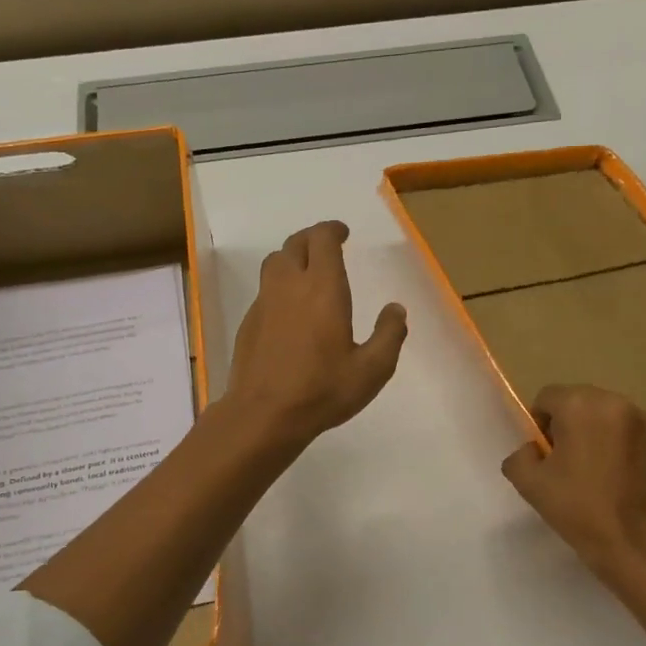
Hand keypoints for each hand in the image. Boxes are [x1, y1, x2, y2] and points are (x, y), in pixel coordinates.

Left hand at [225, 220, 407, 448]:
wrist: (263, 414)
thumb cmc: (322, 390)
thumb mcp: (372, 369)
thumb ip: (389, 335)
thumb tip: (396, 309)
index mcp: (322, 288)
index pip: (322, 239)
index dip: (332, 230)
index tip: (343, 234)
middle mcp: (289, 286)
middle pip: (295, 244)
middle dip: (312, 239)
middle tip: (328, 247)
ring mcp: (264, 303)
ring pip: (274, 263)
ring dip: (292, 258)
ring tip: (307, 272)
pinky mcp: (249, 322)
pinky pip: (265, 290)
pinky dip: (279, 286)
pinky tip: (289, 310)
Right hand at [501, 384, 645, 586]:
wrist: (633, 542)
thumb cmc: (577, 508)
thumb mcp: (528, 482)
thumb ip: (520, 455)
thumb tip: (534, 449)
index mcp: (580, 405)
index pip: (548, 397)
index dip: (540, 423)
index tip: (545, 454)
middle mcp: (615, 402)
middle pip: (580, 401)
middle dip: (569, 424)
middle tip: (566, 461)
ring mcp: (644, 421)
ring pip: (606, 416)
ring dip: (595, 432)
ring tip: (594, 469)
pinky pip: (630, 433)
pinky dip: (620, 445)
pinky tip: (617, 476)